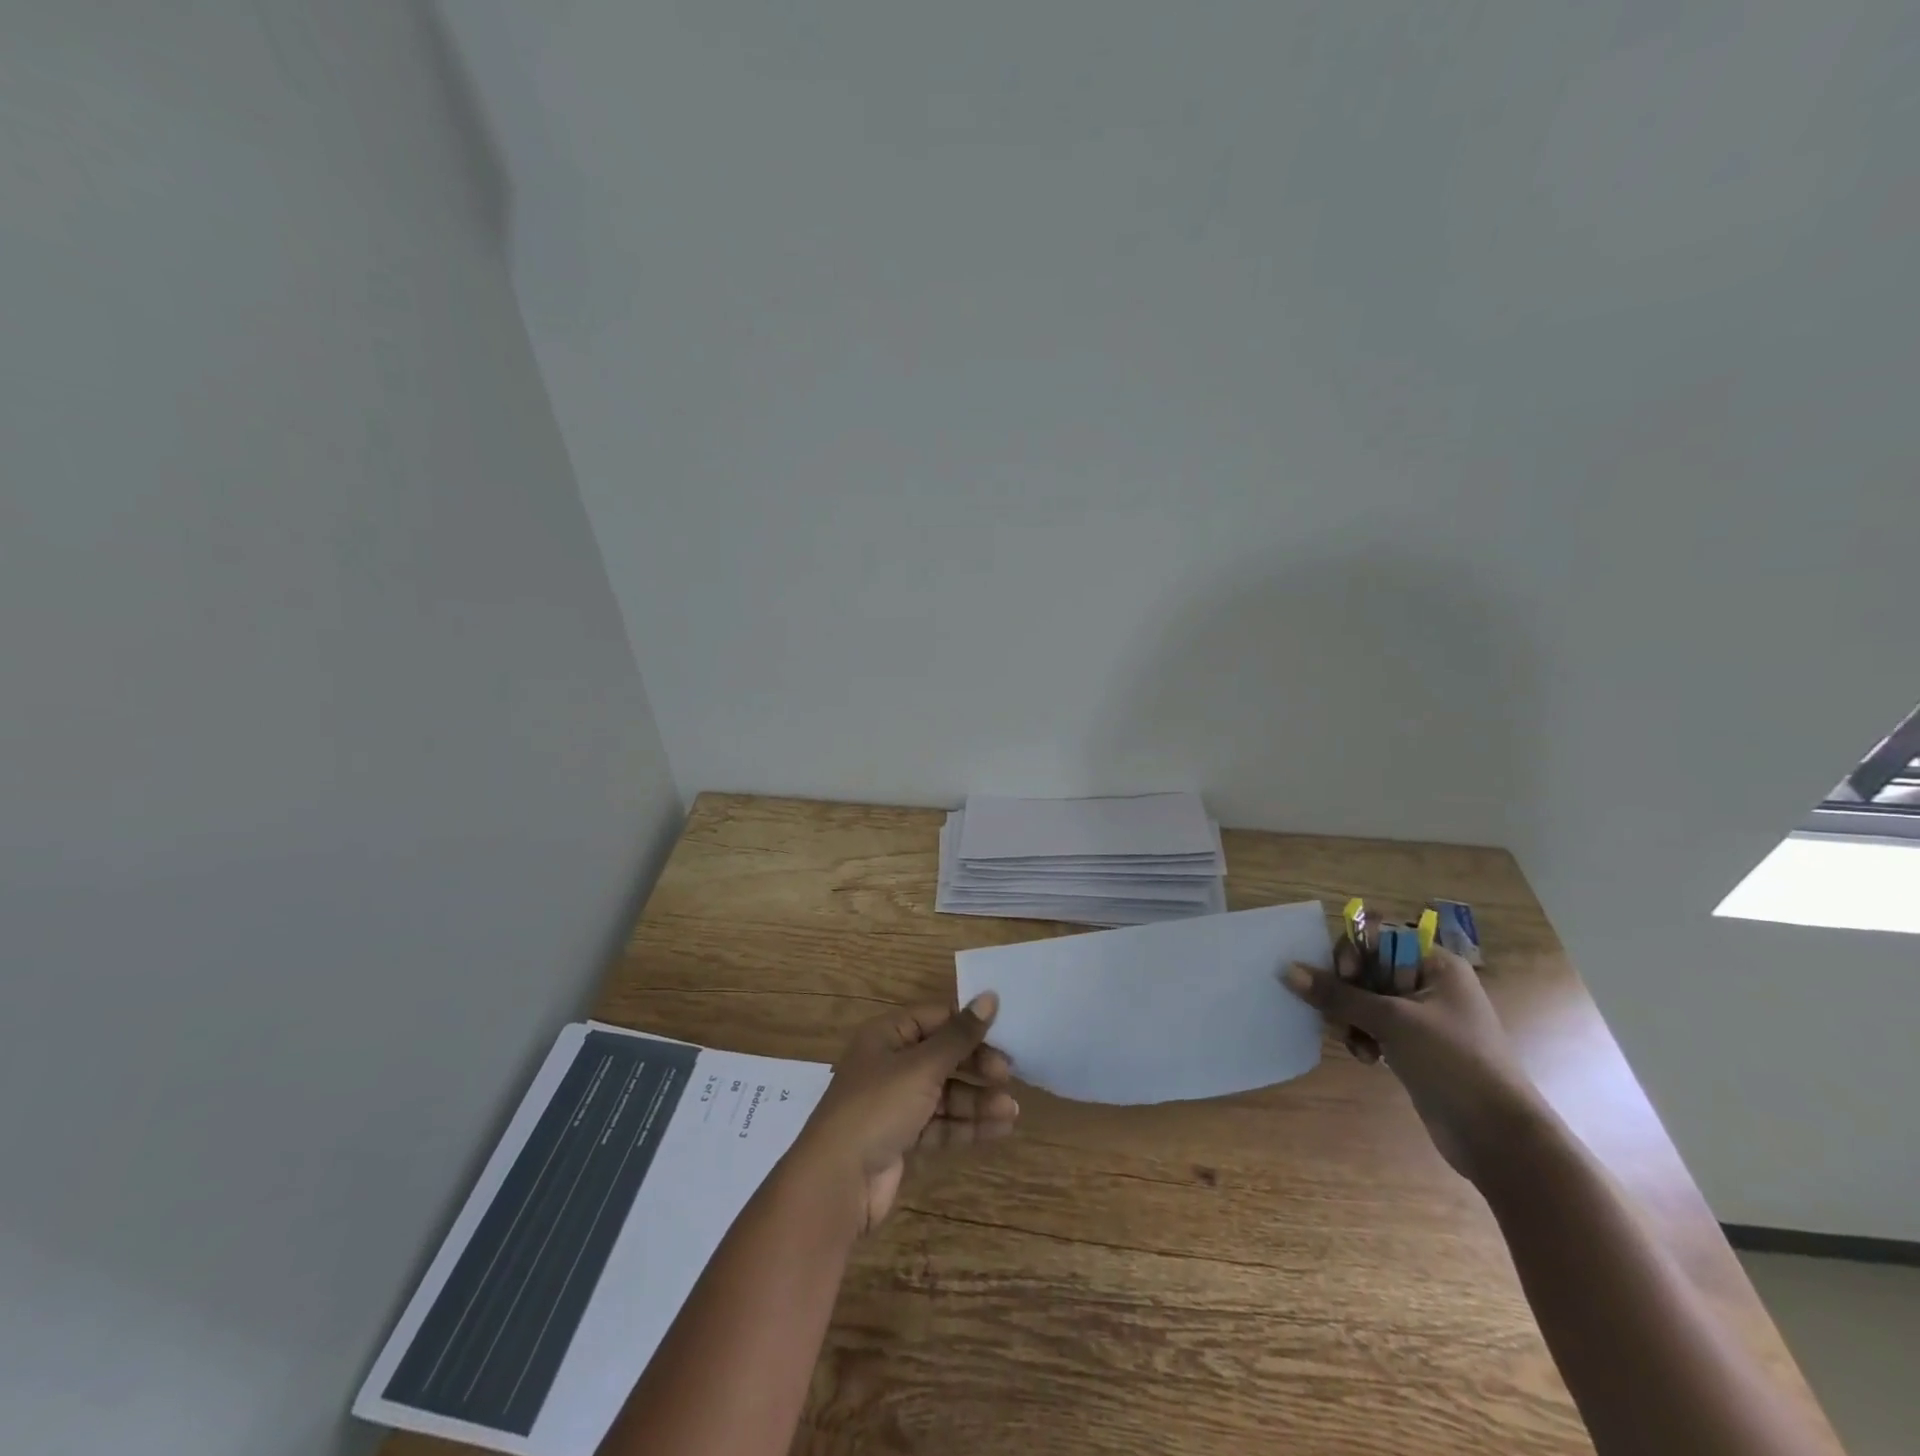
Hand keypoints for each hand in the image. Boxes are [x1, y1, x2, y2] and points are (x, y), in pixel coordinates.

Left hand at [788, 994, 1018, 1234]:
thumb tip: (991, 996)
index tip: (1004, 1034)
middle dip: (976, 1066)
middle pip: (942, 1056)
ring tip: (1011, 1112)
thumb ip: (960, 1036)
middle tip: (1008, 1075)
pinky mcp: (902, 1137)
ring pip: (944, 1093)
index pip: (936, 1018)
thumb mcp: (922, 1066)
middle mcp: (890, 1064)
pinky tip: (998, 1129)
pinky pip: (940, 1123)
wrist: (837, 1181)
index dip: (968, 1025)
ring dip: (977, 1100)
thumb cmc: (878, 1107)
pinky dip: (966, 1125)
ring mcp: (895, 1103)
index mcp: (887, 1035)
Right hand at [1282, 946, 1545, 1181]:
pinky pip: (1374, 1026)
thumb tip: (1287, 970)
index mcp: (1435, 964)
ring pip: (1365, 999)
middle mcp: (1429, 983)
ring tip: (1355, 1043)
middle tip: (1340, 1014)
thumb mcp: (1391, 1022)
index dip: (1354, 951)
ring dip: (1351, 1018)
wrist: (1499, 1137)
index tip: (1345, 977)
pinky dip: (1363, 1037)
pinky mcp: (1415, 1046)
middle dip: (1347, 991)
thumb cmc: (1452, 1062)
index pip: (1378, 935)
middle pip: (1367, 967)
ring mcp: (1422, 1016)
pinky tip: (1366, 1058)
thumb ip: (1337, 995)